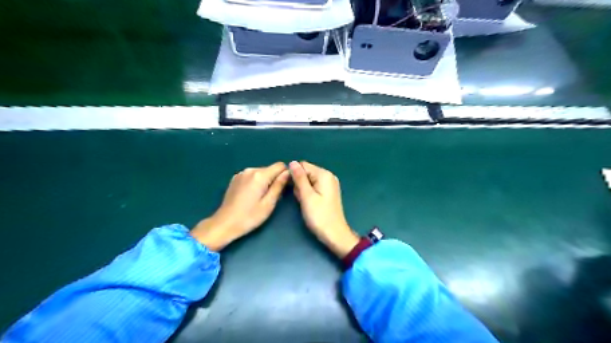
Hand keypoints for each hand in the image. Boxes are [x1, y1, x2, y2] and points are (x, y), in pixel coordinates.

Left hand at [191, 162, 288, 250]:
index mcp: (260, 176)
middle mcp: (250, 170)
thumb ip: (279, 186)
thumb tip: (288, 173)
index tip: (285, 187)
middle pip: (270, 169)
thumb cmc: (249, 217)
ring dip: (265, 181)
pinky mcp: (235, 178)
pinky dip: (256, 182)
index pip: (280, 166)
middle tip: (273, 197)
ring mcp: (241, 173)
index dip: (286, 175)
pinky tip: (251, 196)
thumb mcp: (269, 204)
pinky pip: (252, 176)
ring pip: (261, 172)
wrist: (224, 223)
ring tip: (261, 197)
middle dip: (275, 179)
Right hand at [289, 161, 359, 256]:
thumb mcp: (306, 196)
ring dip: (303, 190)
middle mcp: (328, 176)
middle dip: (299, 184)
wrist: (334, 234)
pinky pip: (314, 187)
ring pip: (308, 181)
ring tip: (305, 203)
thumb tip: (292, 162)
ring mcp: (329, 185)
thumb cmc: (319, 216)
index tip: (291, 188)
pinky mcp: (328, 192)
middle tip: (301, 198)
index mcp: (324, 175)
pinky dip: (308, 194)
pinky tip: (309, 204)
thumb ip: (299, 178)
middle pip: (306, 172)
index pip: (303, 165)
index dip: (294, 175)